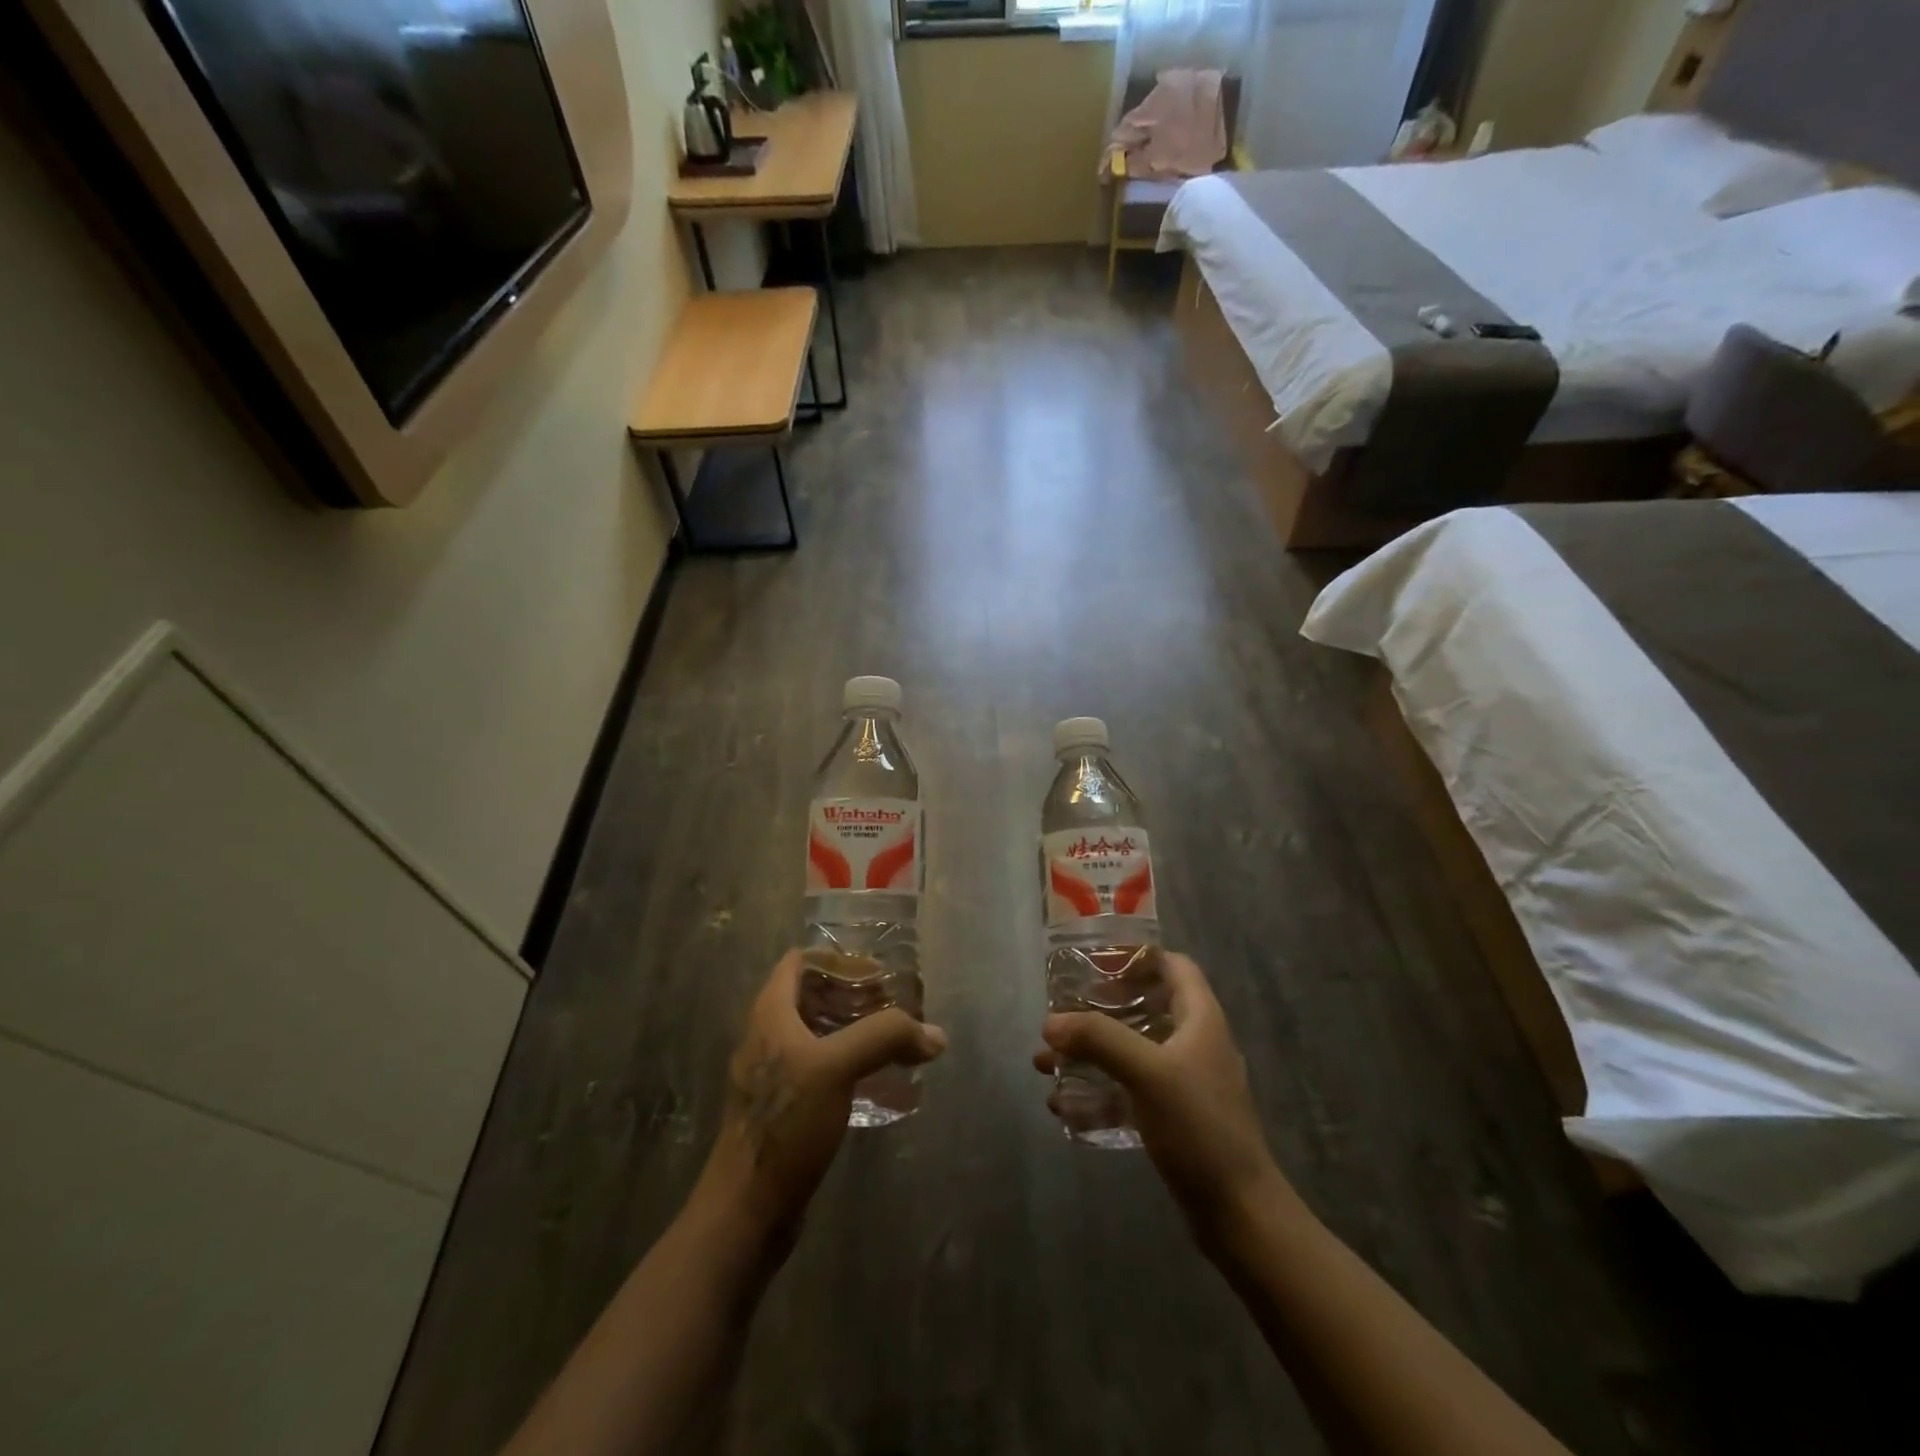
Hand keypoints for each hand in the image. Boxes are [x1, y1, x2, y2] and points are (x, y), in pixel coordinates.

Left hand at [696, 952, 946, 1240]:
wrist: (747, 1210)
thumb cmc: (785, 1124)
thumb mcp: (837, 1068)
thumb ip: (886, 1038)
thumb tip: (935, 1036)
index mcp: (770, 1013)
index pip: (800, 961)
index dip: (838, 959)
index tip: (878, 974)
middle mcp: (768, 1035)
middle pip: (813, 996)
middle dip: (855, 995)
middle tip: (896, 1007)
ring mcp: (774, 1074)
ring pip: (819, 1033)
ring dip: (855, 1030)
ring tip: (895, 1040)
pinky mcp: (784, 1107)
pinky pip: (821, 1068)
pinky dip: (850, 1063)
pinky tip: (879, 1081)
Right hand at [1033, 953, 1294, 1241]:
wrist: (1239, 1213)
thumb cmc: (1200, 1127)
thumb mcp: (1147, 1073)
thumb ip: (1099, 1040)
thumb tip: (1050, 1023)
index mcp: (1200, 1019)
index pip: (1173, 966)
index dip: (1137, 956)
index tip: (1095, 961)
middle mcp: (1194, 1043)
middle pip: (1145, 1007)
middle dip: (1099, 1009)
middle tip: (1062, 1013)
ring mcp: (1185, 1082)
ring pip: (1130, 1051)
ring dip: (1089, 1053)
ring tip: (1045, 1061)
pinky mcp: (1174, 1117)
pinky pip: (1129, 1091)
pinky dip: (1097, 1091)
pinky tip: (1063, 1105)